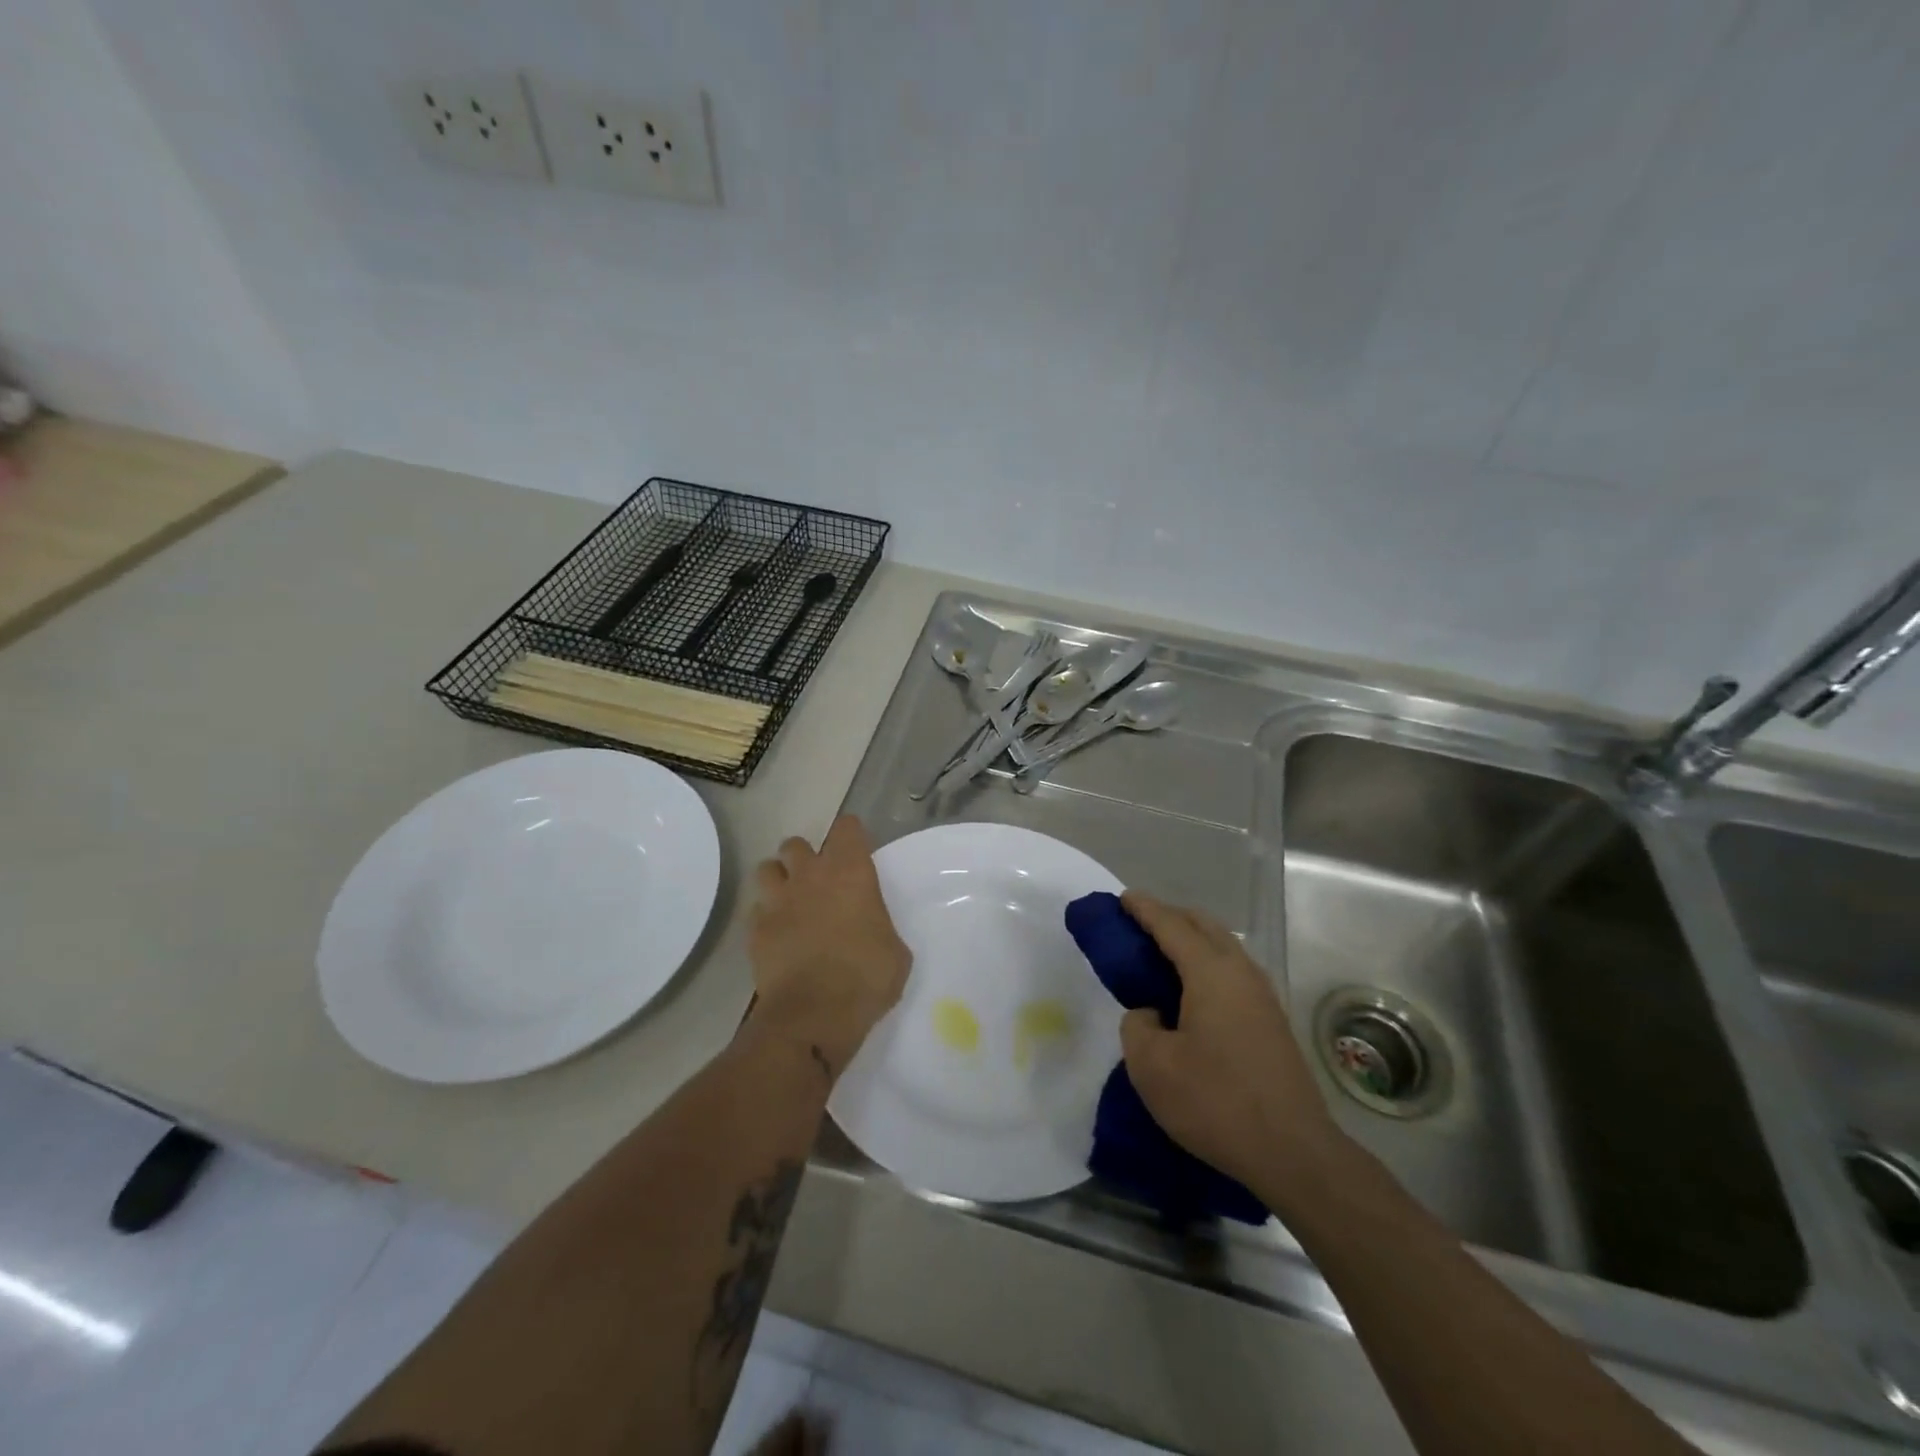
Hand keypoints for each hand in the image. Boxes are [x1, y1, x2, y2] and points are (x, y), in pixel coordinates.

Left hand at [748, 815, 910, 1075]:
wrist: (813, 1016)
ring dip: (778, 879)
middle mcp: (810, 876)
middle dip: (805, 857)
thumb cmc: (866, 979)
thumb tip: (871, 929)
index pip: (847, 828)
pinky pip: (756, 909)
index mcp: (850, 873)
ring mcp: (777, 901)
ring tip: (790, 900)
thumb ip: (880, 926)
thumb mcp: (895, 952)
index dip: (851, 836)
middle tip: (818, 881)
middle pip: (796, 844)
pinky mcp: (755, 930)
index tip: (857, 852)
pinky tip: (777, 934)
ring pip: (766, 869)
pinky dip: (765, 916)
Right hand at [1118, 892, 1341, 1194]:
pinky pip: (1233, 971)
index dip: (1144, 909)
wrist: (1294, 1152)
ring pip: (1224, 947)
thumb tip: (1151, 1014)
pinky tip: (1192, 992)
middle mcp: (1241, 972)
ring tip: (1162, 955)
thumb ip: (1137, 1026)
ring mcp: (1263, 996)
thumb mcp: (1151, 1066)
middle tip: (1139, 925)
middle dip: (1171, 916)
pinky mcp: (1273, 1021)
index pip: (1171, 925)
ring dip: (1192, 940)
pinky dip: (1208, 964)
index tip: (1122, 898)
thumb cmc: (1215, 1102)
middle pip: (1204, 925)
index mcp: (1210, 972)